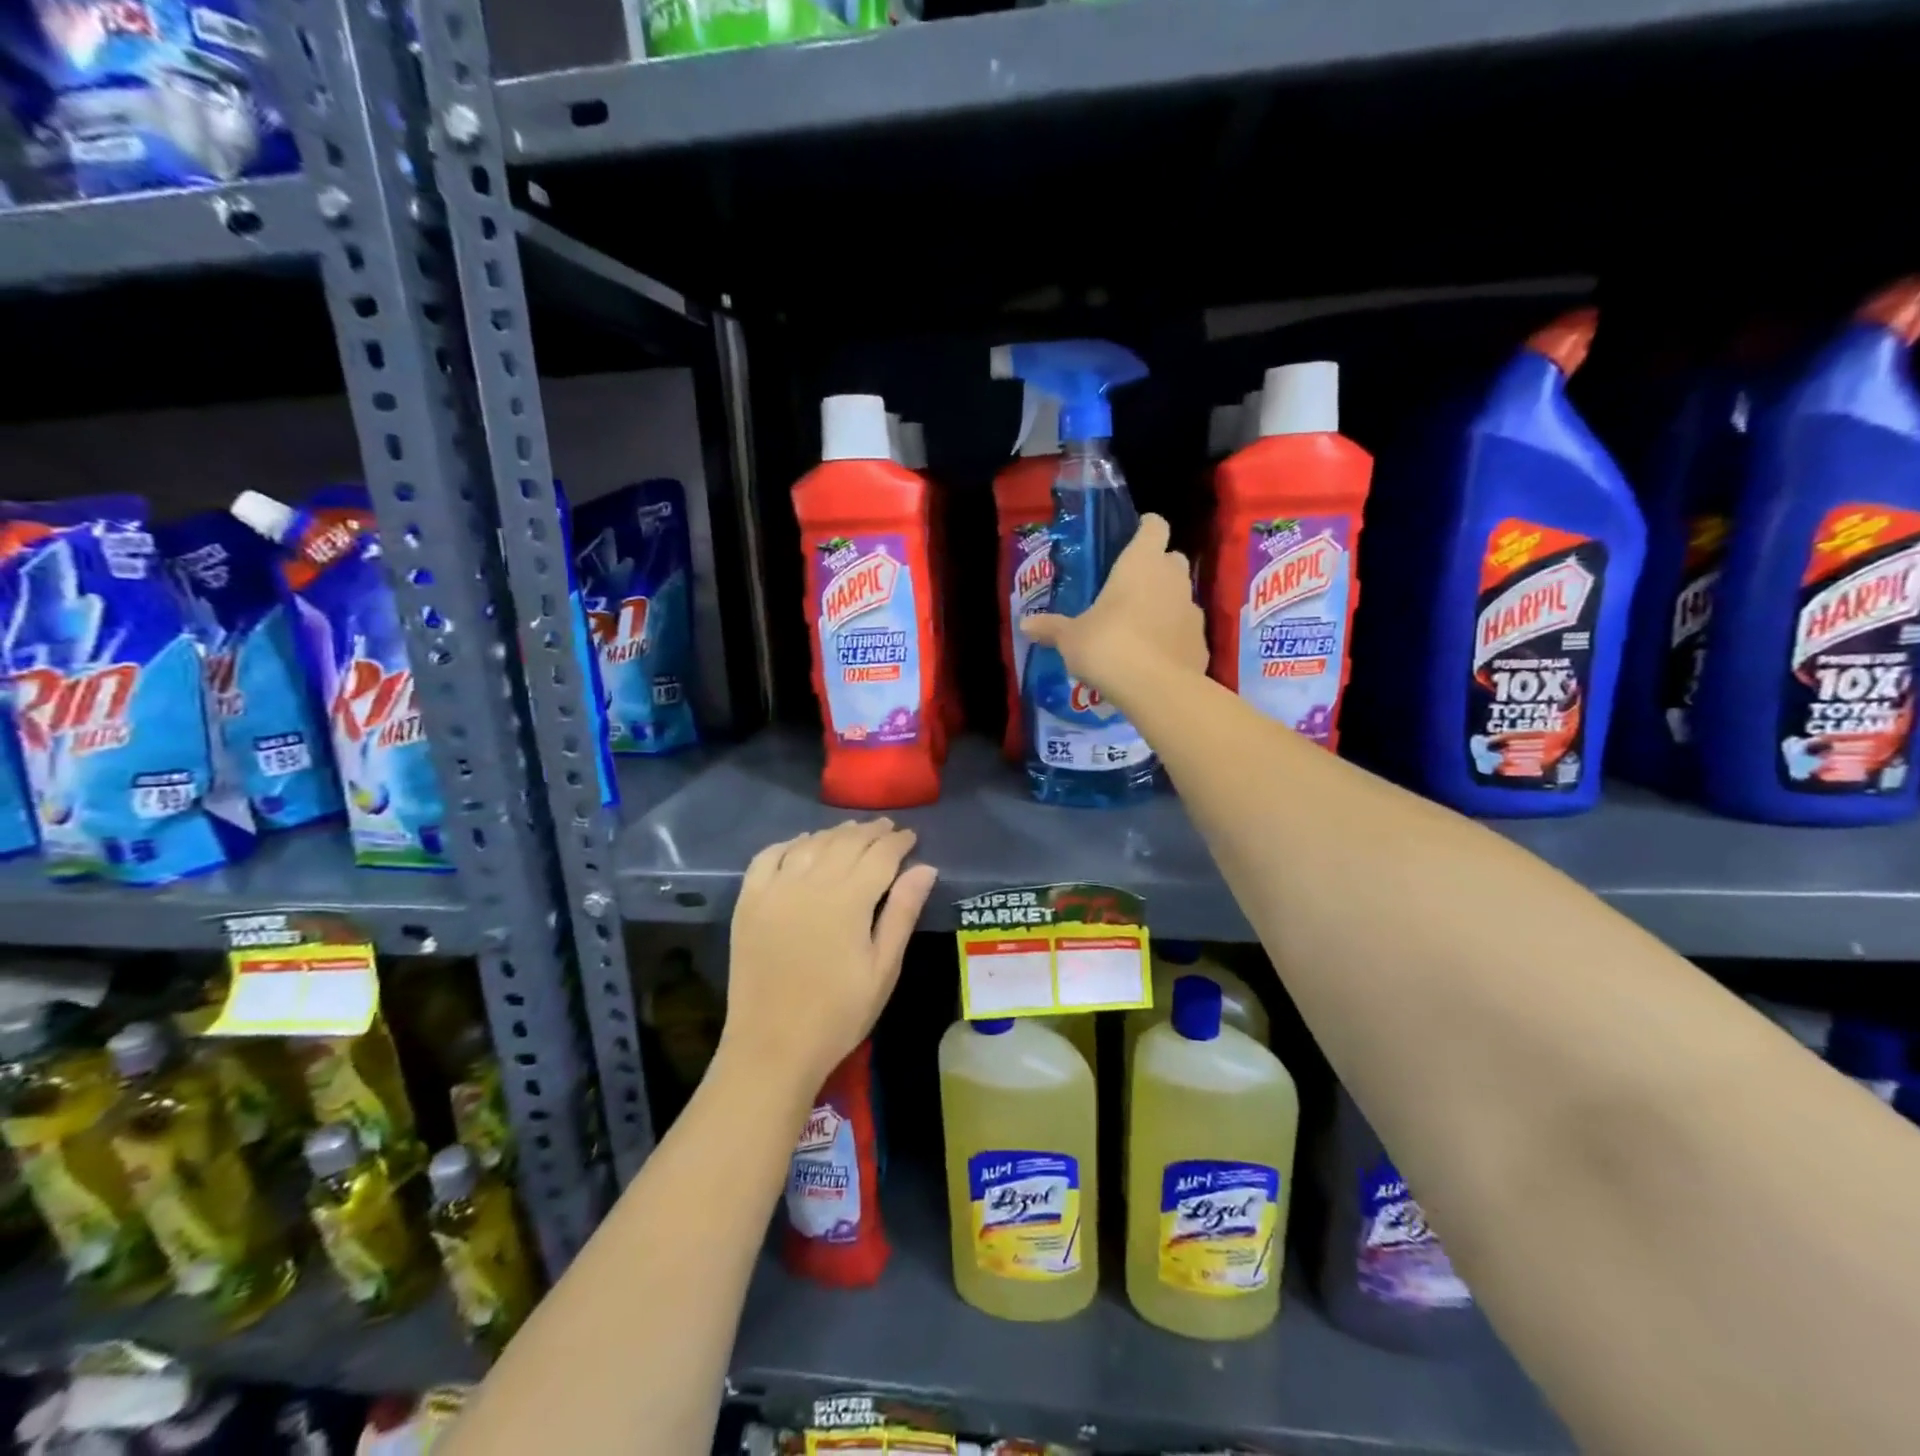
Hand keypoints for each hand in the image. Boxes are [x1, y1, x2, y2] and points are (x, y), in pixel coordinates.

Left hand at [720, 819, 937, 1091]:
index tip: (911, 836)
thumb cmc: (839, 1013)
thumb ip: (903, 912)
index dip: (899, 841)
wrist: (773, 1046)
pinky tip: (801, 844)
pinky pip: (768, 856)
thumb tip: (925, 867)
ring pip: (810, 844)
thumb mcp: (883, 968)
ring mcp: (775, 889)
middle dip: (870, 831)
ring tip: (851, 831)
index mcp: (849, 900)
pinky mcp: (749, 902)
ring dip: (834, 833)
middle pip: (846, 841)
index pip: (880, 854)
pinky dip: (789, 843)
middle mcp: (811, 883)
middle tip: (887, 828)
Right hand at [1023, 513, 1207, 704]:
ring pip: (1181, 595)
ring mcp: (1192, 609)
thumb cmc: (1108, 646)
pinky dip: (1174, 636)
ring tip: (1140, 627)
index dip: (1145, 528)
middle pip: (1172, 558)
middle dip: (1157, 568)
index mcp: (1141, 563)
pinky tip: (1155, 656)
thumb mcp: (1071, 638)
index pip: (1154, 526)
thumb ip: (1052, 628)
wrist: (1156, 688)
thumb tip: (1025, 625)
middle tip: (1131, 588)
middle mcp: (1172, 578)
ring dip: (1165, 603)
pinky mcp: (1201, 641)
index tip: (1133, 538)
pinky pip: (1186, 630)